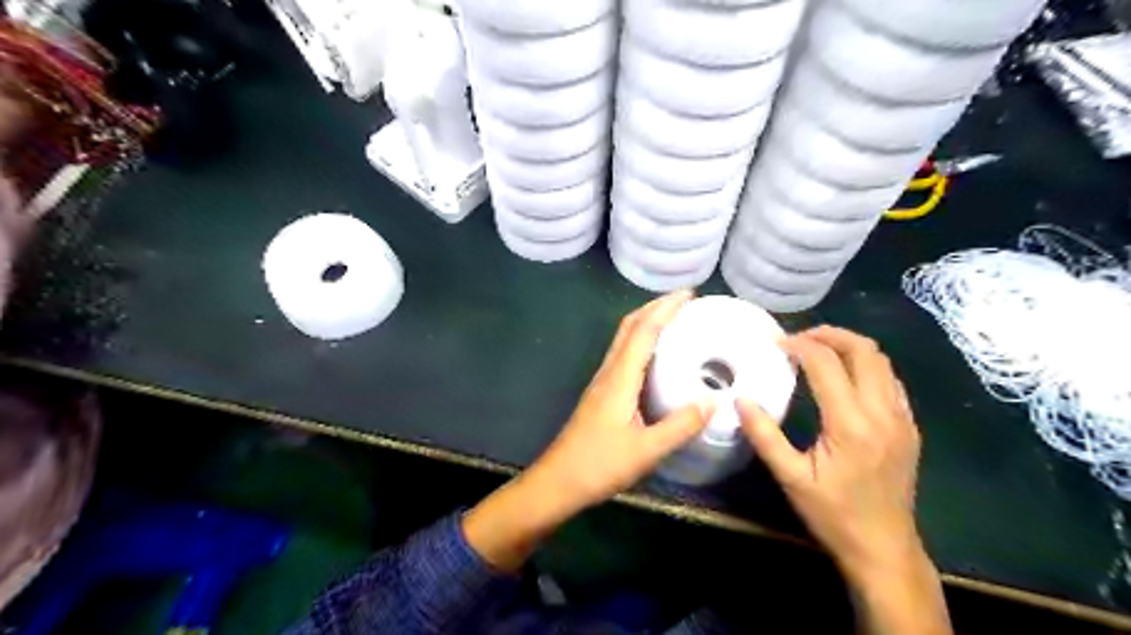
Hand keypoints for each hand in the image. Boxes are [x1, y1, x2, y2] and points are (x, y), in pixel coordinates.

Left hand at [458, 289, 703, 569]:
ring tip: (674, 320)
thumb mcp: (646, 451)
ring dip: (646, 321)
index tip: (689, 294)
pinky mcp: (602, 394)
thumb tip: (713, 401)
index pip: (643, 332)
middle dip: (655, 307)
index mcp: (619, 379)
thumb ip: (680, 426)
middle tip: (684, 301)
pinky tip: (656, 356)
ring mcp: (602, 382)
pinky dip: (641, 342)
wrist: (558, 482)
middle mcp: (609, 373)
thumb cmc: (599, 465)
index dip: (665, 309)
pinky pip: (623, 356)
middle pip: (629, 327)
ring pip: (624, 339)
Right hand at [743, 327, 918, 580]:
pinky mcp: (909, 427)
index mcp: (850, 424)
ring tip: (818, 350)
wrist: (885, 548)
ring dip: (849, 346)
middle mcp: (882, 413)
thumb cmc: (833, 515)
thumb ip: (765, 436)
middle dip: (829, 334)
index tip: (776, 344)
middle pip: (863, 350)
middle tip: (798, 339)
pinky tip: (845, 376)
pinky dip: (866, 365)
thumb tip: (741, 399)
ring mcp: (902, 418)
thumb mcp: (791, 478)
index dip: (799, 346)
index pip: (826, 363)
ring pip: (882, 361)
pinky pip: (891, 380)